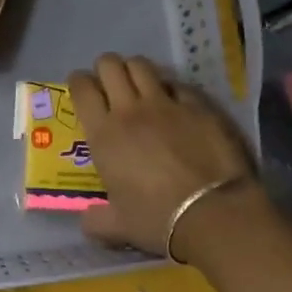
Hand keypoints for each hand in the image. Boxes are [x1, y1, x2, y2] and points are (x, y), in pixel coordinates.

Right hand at [68, 53, 258, 259]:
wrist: (212, 213)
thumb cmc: (157, 219)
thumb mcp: (117, 226)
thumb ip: (96, 220)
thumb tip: (87, 220)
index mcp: (103, 134)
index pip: (82, 88)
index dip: (78, 82)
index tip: (82, 88)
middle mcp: (130, 110)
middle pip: (110, 65)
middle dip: (105, 69)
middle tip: (109, 84)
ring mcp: (166, 104)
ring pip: (142, 65)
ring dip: (135, 70)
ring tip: (138, 85)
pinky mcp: (198, 106)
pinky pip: (178, 84)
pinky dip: (170, 89)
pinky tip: (174, 102)